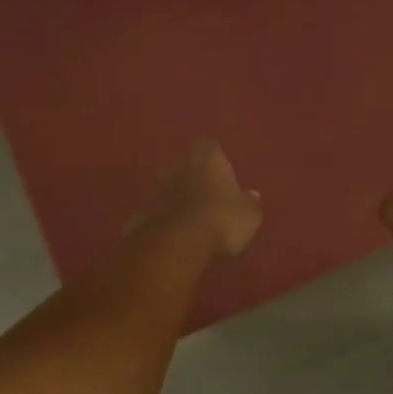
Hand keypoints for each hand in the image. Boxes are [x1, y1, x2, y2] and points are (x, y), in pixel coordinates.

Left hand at [133, 140, 262, 259]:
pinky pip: (154, 215)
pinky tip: (170, 238)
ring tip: (187, 220)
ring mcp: (156, 192)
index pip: (209, 147)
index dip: (214, 157)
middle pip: (183, 167)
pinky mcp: (140, 216)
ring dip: (174, 200)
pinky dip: (161, 222)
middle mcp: (179, 169)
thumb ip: (249, 204)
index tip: (220, 170)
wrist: (176, 246)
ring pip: (166, 190)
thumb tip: (251, 196)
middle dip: (191, 178)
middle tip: (204, 196)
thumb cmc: (221, 222)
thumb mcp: (249, 216)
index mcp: (208, 162)